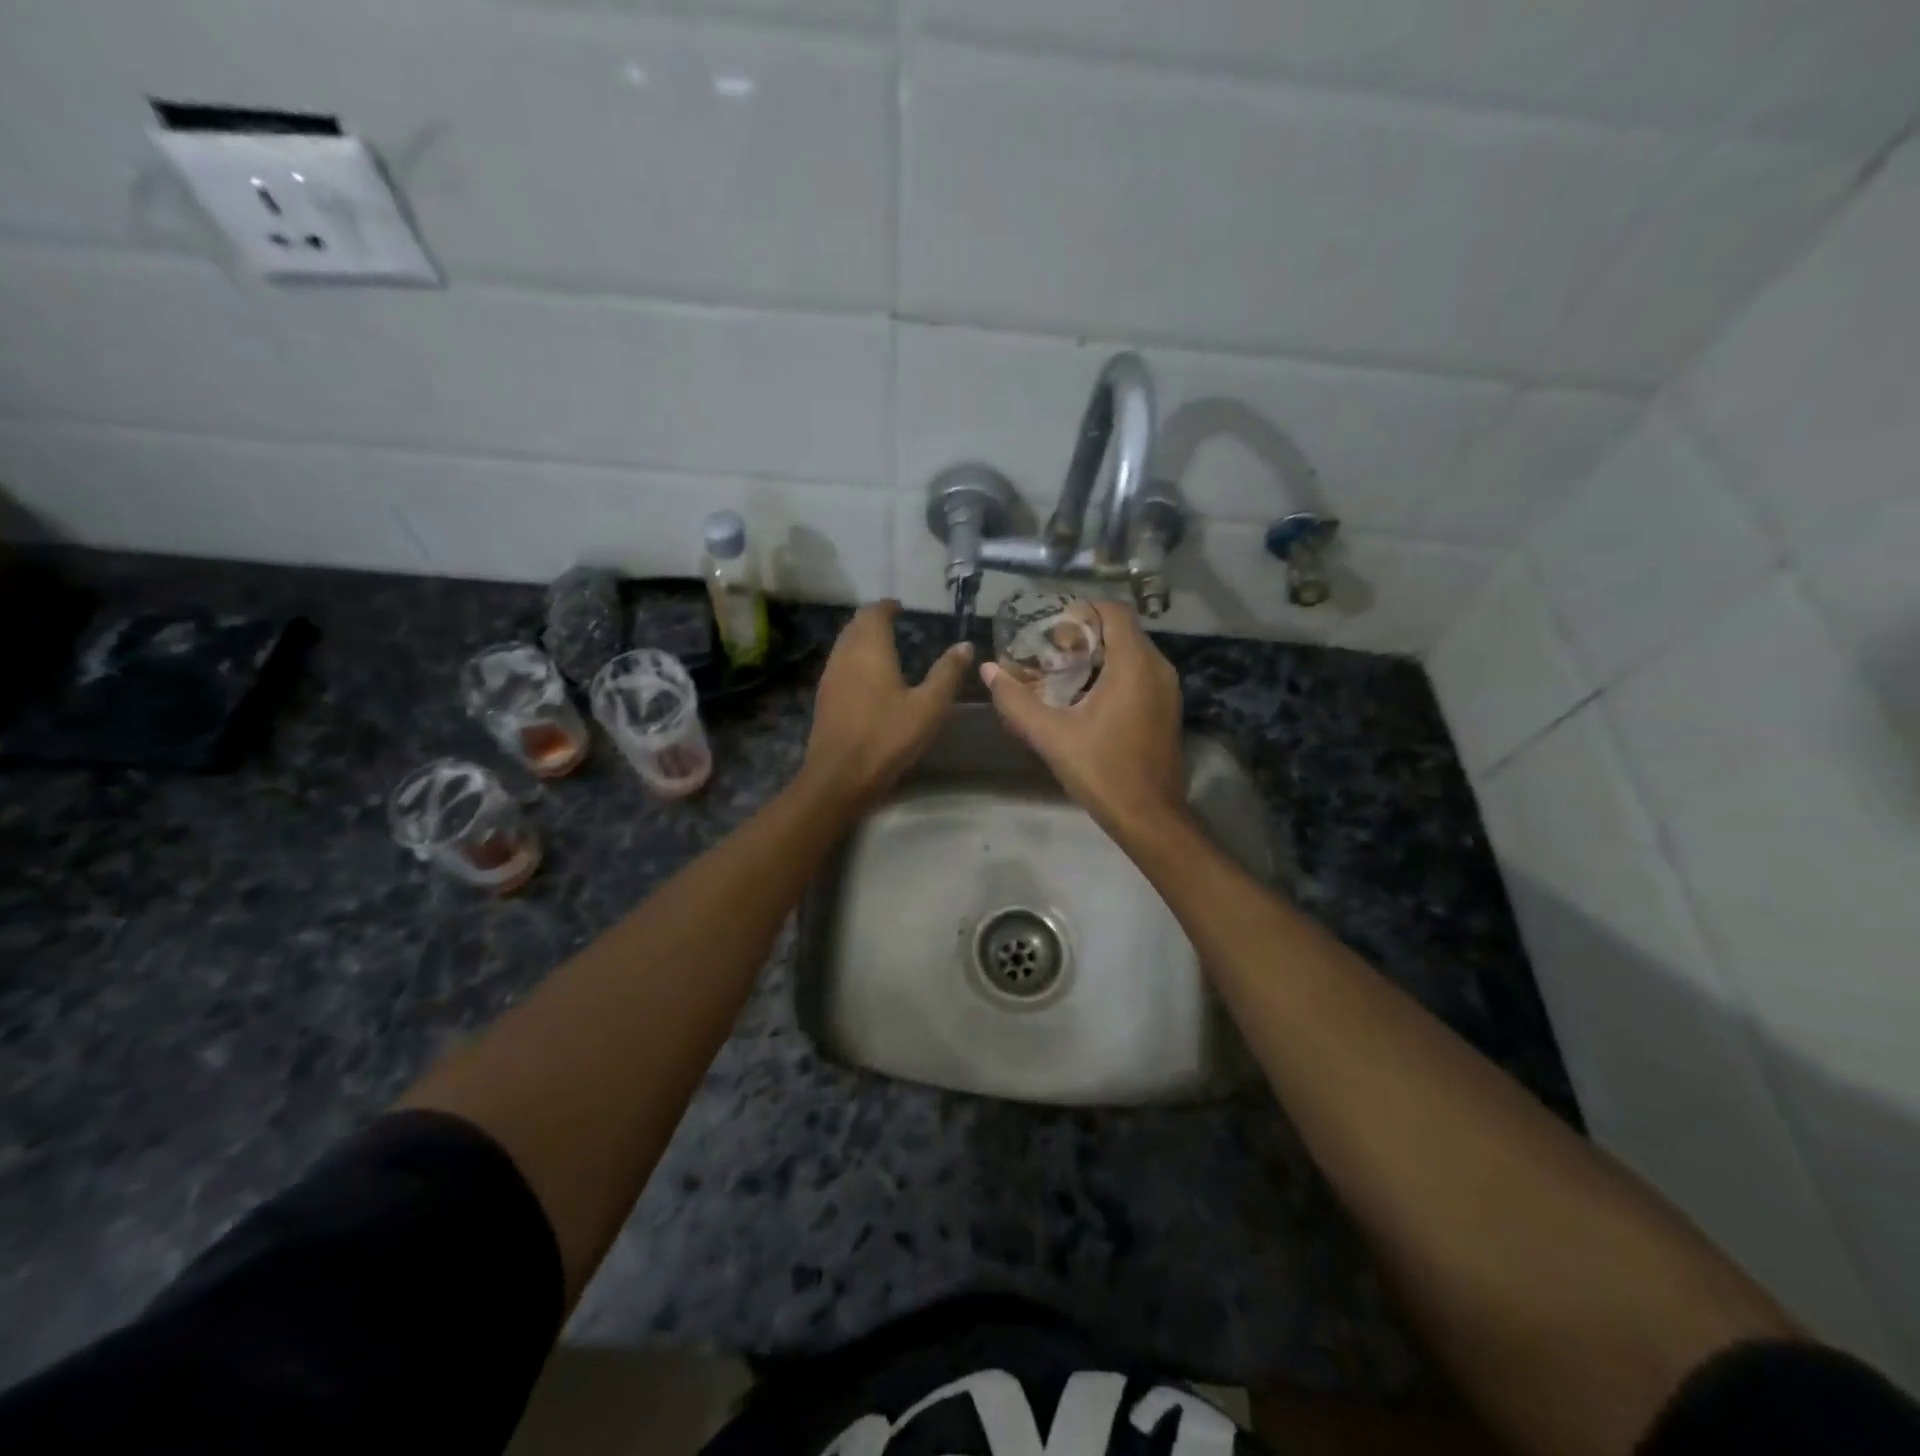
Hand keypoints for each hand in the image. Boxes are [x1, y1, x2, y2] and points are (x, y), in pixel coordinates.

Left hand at [801, 600, 971, 811]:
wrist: (839, 777)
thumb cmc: (887, 738)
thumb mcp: (928, 707)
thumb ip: (947, 673)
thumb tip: (965, 645)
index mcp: (869, 649)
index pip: (873, 613)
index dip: (887, 607)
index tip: (901, 608)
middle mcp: (844, 655)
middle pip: (855, 626)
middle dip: (873, 620)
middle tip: (895, 624)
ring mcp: (829, 677)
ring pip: (844, 645)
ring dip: (861, 639)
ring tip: (885, 648)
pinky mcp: (824, 699)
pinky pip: (840, 665)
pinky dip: (854, 660)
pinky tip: (869, 678)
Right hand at [980, 599, 1186, 839]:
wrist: (1148, 816)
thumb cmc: (1101, 770)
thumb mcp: (1051, 735)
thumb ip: (1016, 701)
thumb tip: (988, 670)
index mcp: (1134, 665)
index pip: (1114, 611)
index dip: (1083, 611)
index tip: (1053, 630)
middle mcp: (1157, 668)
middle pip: (1122, 630)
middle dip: (1086, 634)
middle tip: (1051, 654)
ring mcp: (1167, 689)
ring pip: (1132, 653)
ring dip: (1099, 655)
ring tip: (1063, 675)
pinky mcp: (1167, 708)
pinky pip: (1140, 674)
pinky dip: (1114, 674)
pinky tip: (1086, 699)